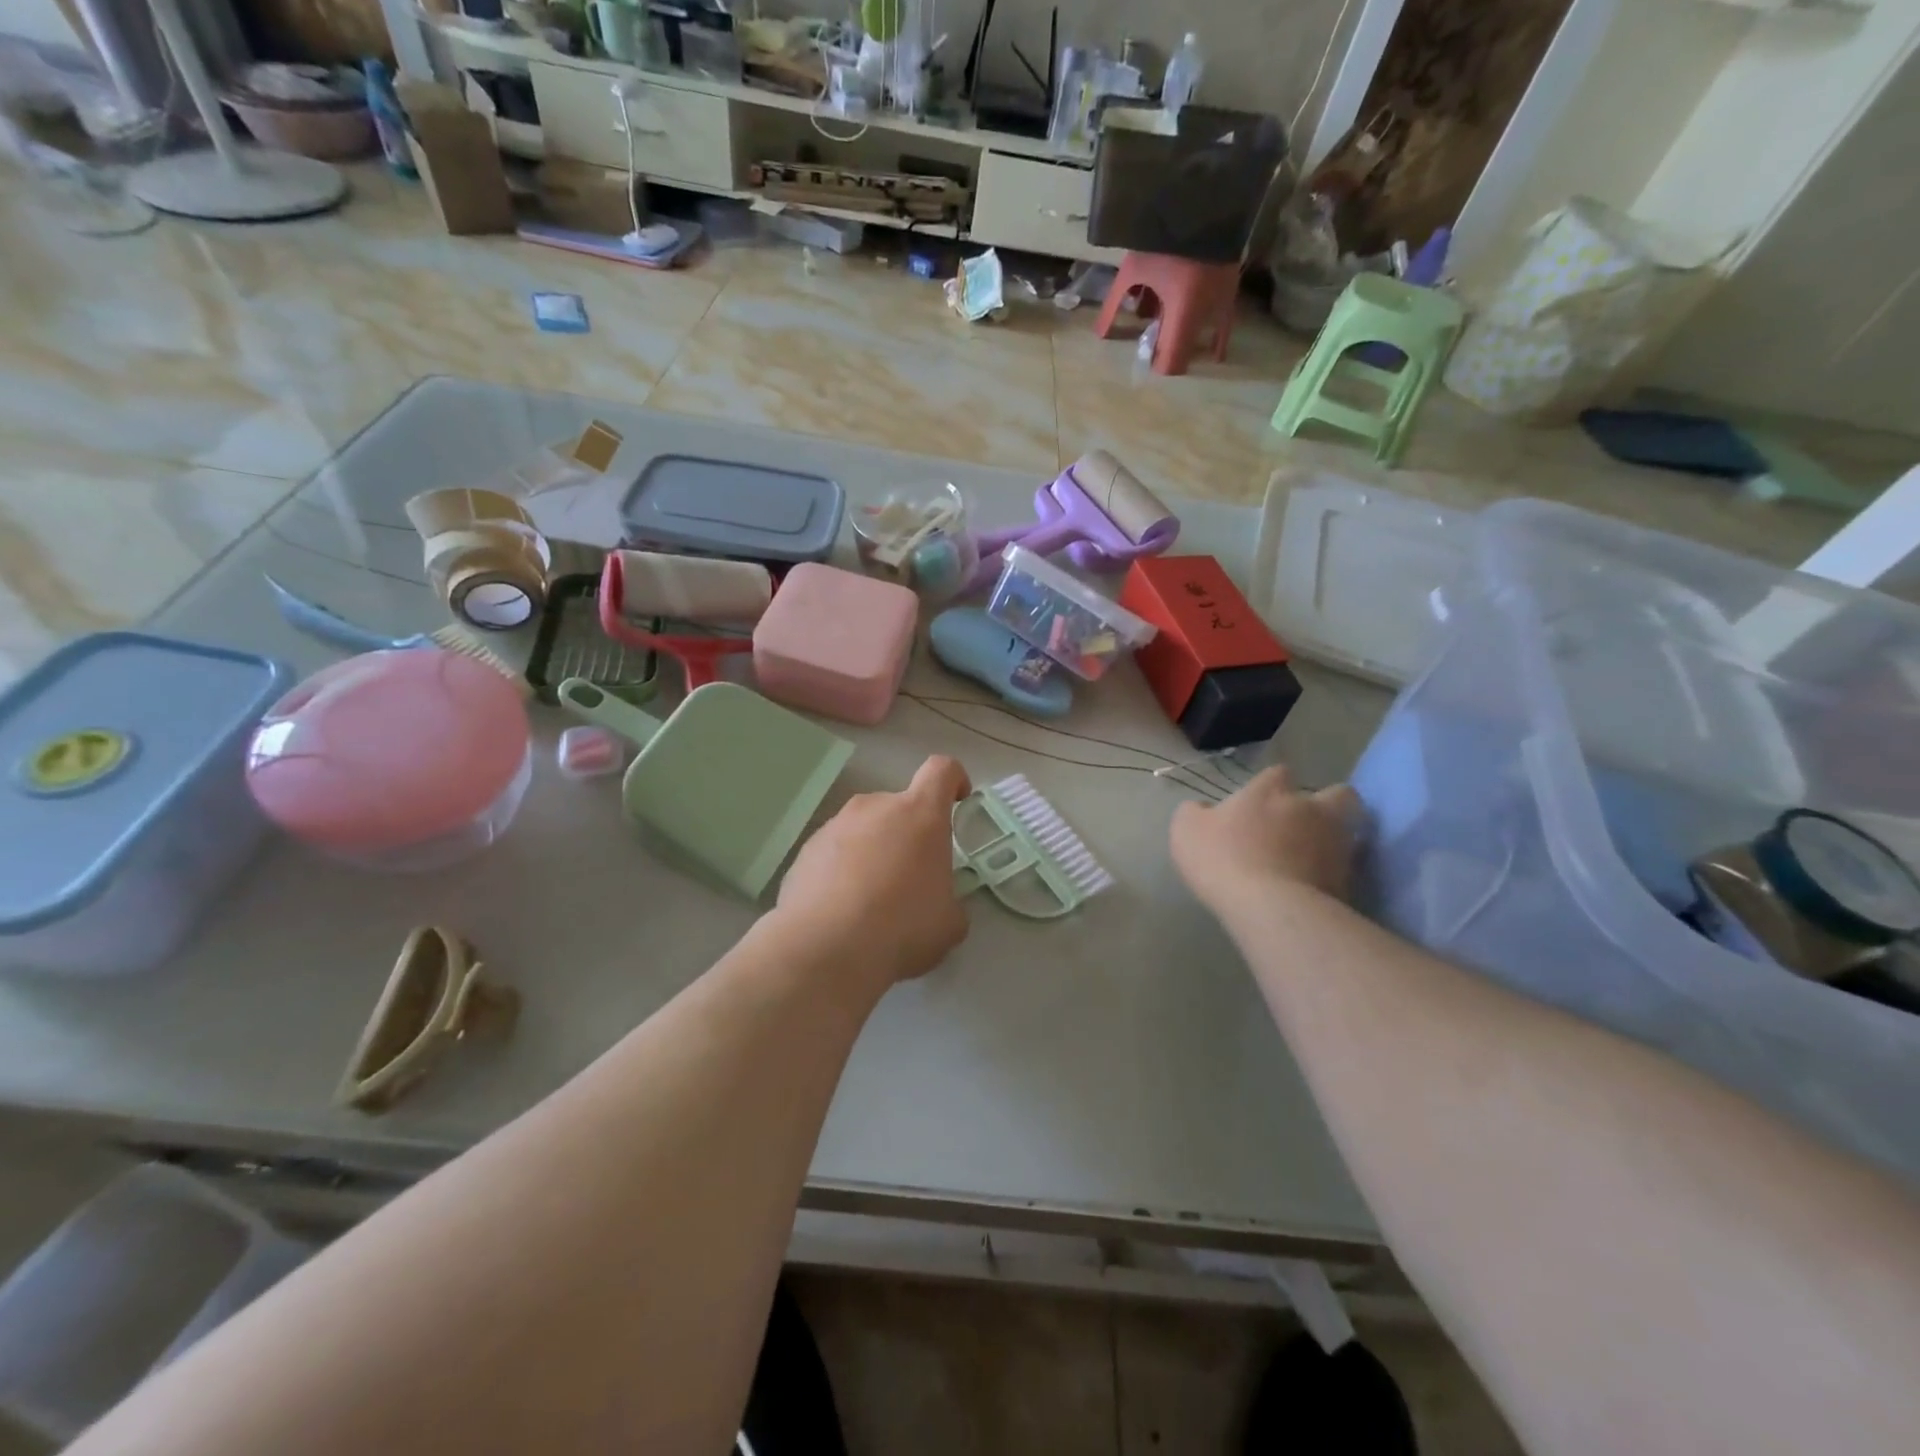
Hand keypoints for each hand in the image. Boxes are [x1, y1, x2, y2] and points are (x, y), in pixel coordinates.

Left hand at [777, 756, 973, 988]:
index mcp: (920, 815)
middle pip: (899, 806)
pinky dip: (842, 870)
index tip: (957, 802)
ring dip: (874, 851)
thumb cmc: (901, 927)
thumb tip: (939, 904)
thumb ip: (950, 901)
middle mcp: (875, 807)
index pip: (941, 771)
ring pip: (864, 829)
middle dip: (909, 834)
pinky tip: (841, 910)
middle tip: (911, 878)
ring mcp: (835, 825)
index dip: (953, 780)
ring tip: (871, 900)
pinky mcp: (805, 850)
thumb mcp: (948, 923)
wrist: (824, 949)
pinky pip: (834, 851)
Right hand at [1170, 766, 1364, 919]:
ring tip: (1315, 855)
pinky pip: (1346, 868)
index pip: (1278, 773)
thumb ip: (1195, 812)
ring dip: (1333, 837)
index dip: (1271, 786)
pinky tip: (1317, 884)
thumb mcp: (1186, 830)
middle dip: (1326, 803)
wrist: (1271, 907)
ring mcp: (1334, 842)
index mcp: (1269, 791)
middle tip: (1306, 822)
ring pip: (1348, 829)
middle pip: (1336, 794)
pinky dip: (1335, 872)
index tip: (1259, 803)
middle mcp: (1309, 808)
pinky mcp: (1348, 877)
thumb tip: (1204, 809)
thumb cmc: (1223, 859)